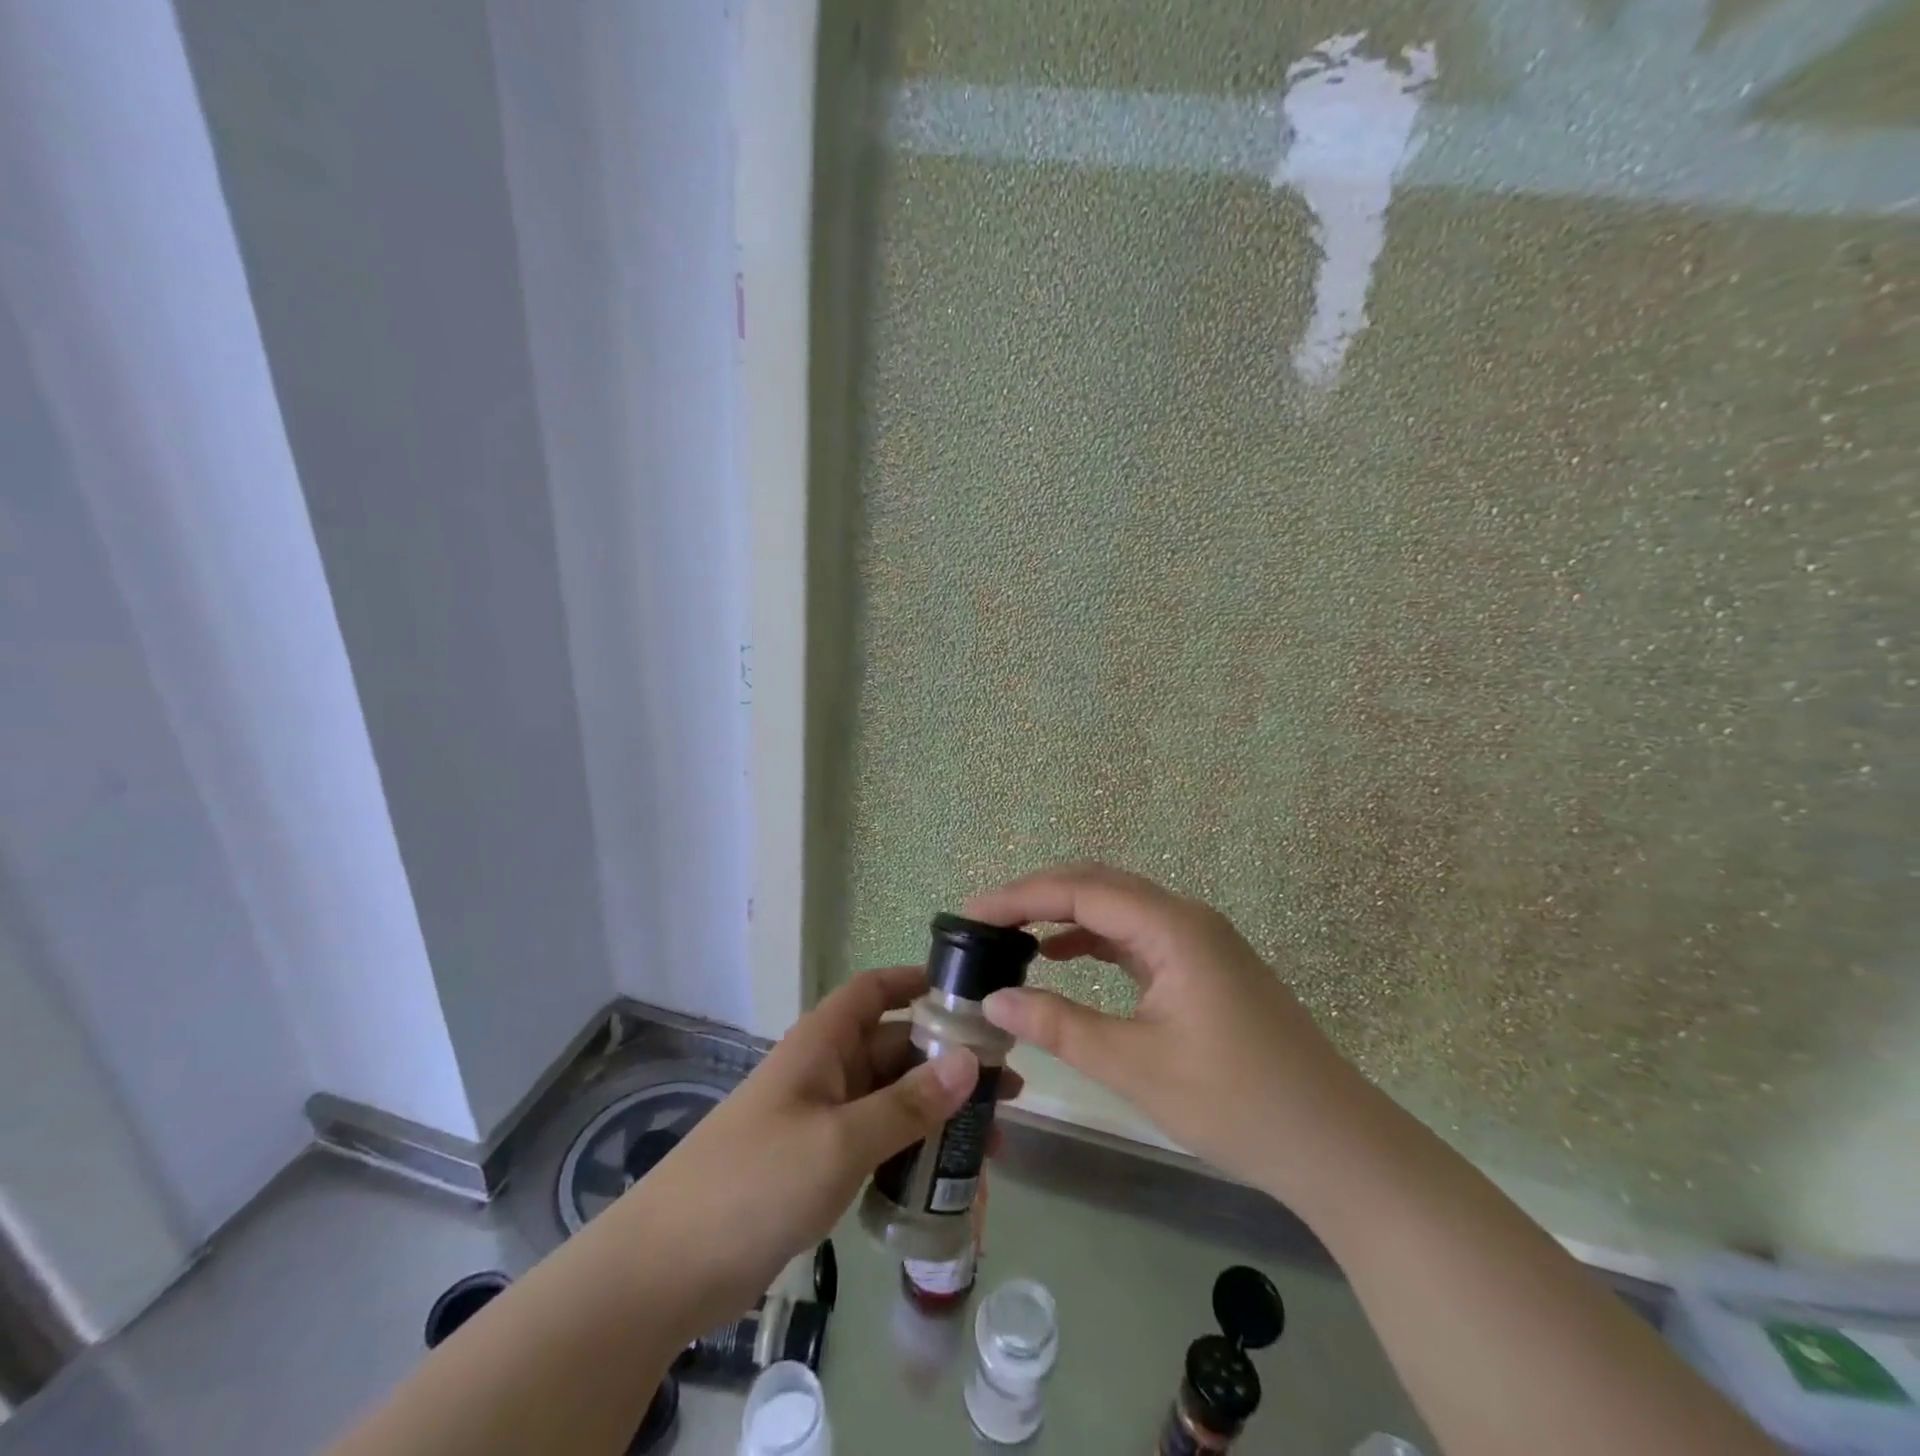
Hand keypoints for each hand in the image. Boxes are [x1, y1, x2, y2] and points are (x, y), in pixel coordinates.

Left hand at [619, 965, 1016, 1335]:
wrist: (666, 1270)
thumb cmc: (755, 1182)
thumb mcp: (839, 1141)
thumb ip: (906, 1105)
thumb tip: (969, 1061)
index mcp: (821, 1044)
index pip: (873, 991)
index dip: (916, 981)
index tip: (969, 993)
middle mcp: (824, 1072)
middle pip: (894, 1048)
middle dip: (948, 1061)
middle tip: (1008, 1085)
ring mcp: (820, 1120)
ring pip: (891, 1099)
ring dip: (938, 1111)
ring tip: (995, 1138)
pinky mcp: (817, 1165)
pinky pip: (876, 1141)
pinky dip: (912, 1151)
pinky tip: (948, 1177)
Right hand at [965, 863, 1370, 1200]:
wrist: (1334, 1144)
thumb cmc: (1236, 1102)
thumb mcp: (1136, 1066)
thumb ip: (1061, 1026)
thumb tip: (994, 997)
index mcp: (1173, 928)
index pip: (1081, 891)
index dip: (1021, 897)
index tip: (970, 914)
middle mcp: (1186, 918)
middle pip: (1099, 885)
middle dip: (1038, 895)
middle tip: (984, 920)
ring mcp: (1198, 940)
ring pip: (1118, 906)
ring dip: (1065, 913)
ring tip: (1012, 934)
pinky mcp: (1202, 965)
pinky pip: (1136, 934)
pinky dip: (1093, 938)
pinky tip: (1062, 957)